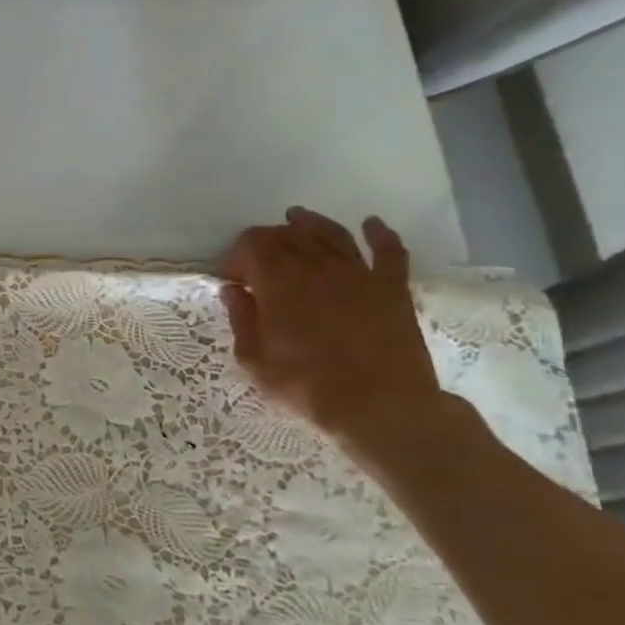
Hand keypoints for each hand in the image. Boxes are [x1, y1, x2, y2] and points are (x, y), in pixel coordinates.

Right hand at [218, 207, 442, 449]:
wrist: (380, 405)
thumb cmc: (306, 385)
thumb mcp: (254, 359)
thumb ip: (241, 319)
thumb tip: (233, 290)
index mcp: (278, 282)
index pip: (252, 244)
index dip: (237, 255)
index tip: (232, 279)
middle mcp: (317, 266)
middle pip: (288, 234)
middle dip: (267, 239)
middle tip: (257, 258)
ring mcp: (359, 273)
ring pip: (331, 233)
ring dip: (311, 223)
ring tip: (297, 218)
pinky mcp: (392, 286)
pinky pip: (388, 250)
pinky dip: (379, 233)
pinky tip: (371, 223)